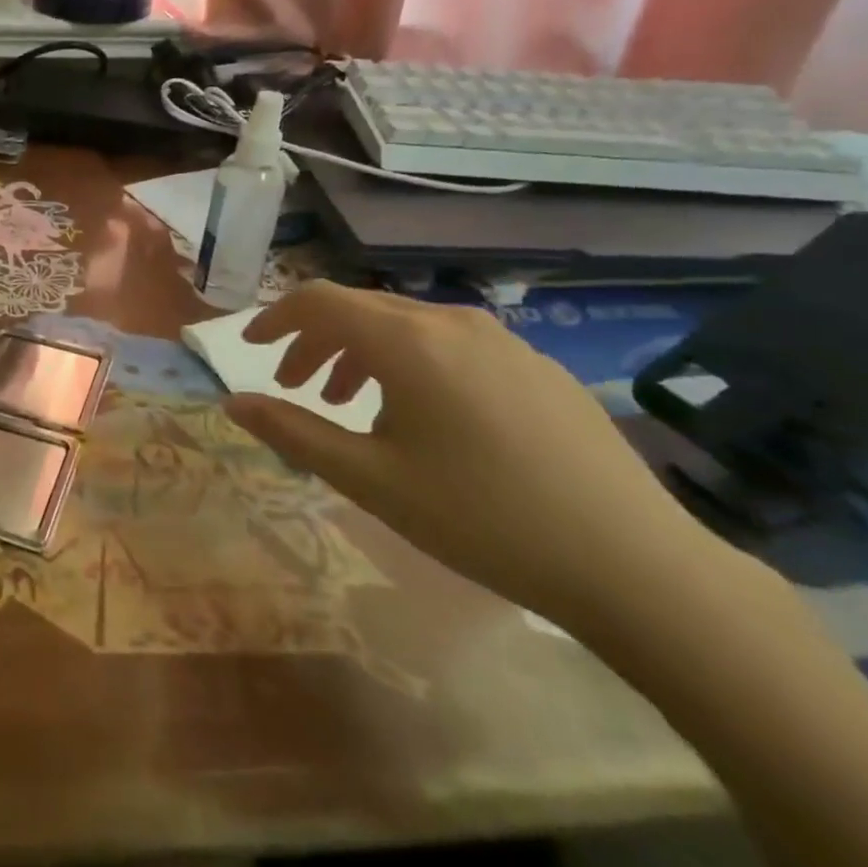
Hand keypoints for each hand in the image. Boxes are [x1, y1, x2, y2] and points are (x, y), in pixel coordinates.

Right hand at [223, 282, 719, 631]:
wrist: (635, 565)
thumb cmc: (480, 517)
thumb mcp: (368, 479)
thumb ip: (292, 432)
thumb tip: (233, 402)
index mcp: (407, 341)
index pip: (319, 301)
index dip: (274, 319)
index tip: (250, 349)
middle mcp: (452, 322)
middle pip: (361, 309)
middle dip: (314, 341)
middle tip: (293, 386)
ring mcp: (504, 340)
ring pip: (407, 326)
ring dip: (360, 353)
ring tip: (348, 405)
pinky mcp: (538, 366)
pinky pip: (452, 345)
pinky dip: (410, 364)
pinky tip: (422, 418)